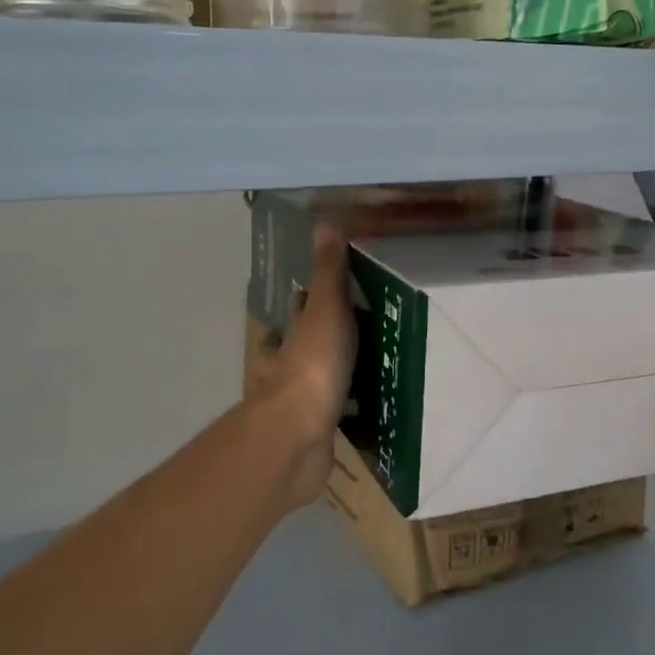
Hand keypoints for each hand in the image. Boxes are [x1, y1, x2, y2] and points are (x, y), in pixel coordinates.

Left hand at [250, 222, 356, 508]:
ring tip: (366, 366)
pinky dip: (343, 408)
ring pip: (314, 379)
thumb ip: (329, 271)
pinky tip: (365, 410)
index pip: (299, 307)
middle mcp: (289, 363)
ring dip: (331, 372)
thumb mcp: (326, 309)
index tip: (328, 289)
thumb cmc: (314, 363)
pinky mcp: (314, 430)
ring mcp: (299, 399)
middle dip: (317, 336)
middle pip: (301, 343)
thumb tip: (324, 221)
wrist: (299, 433)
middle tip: (354, 328)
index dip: (310, 297)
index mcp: (292, 333)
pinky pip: (332, 414)